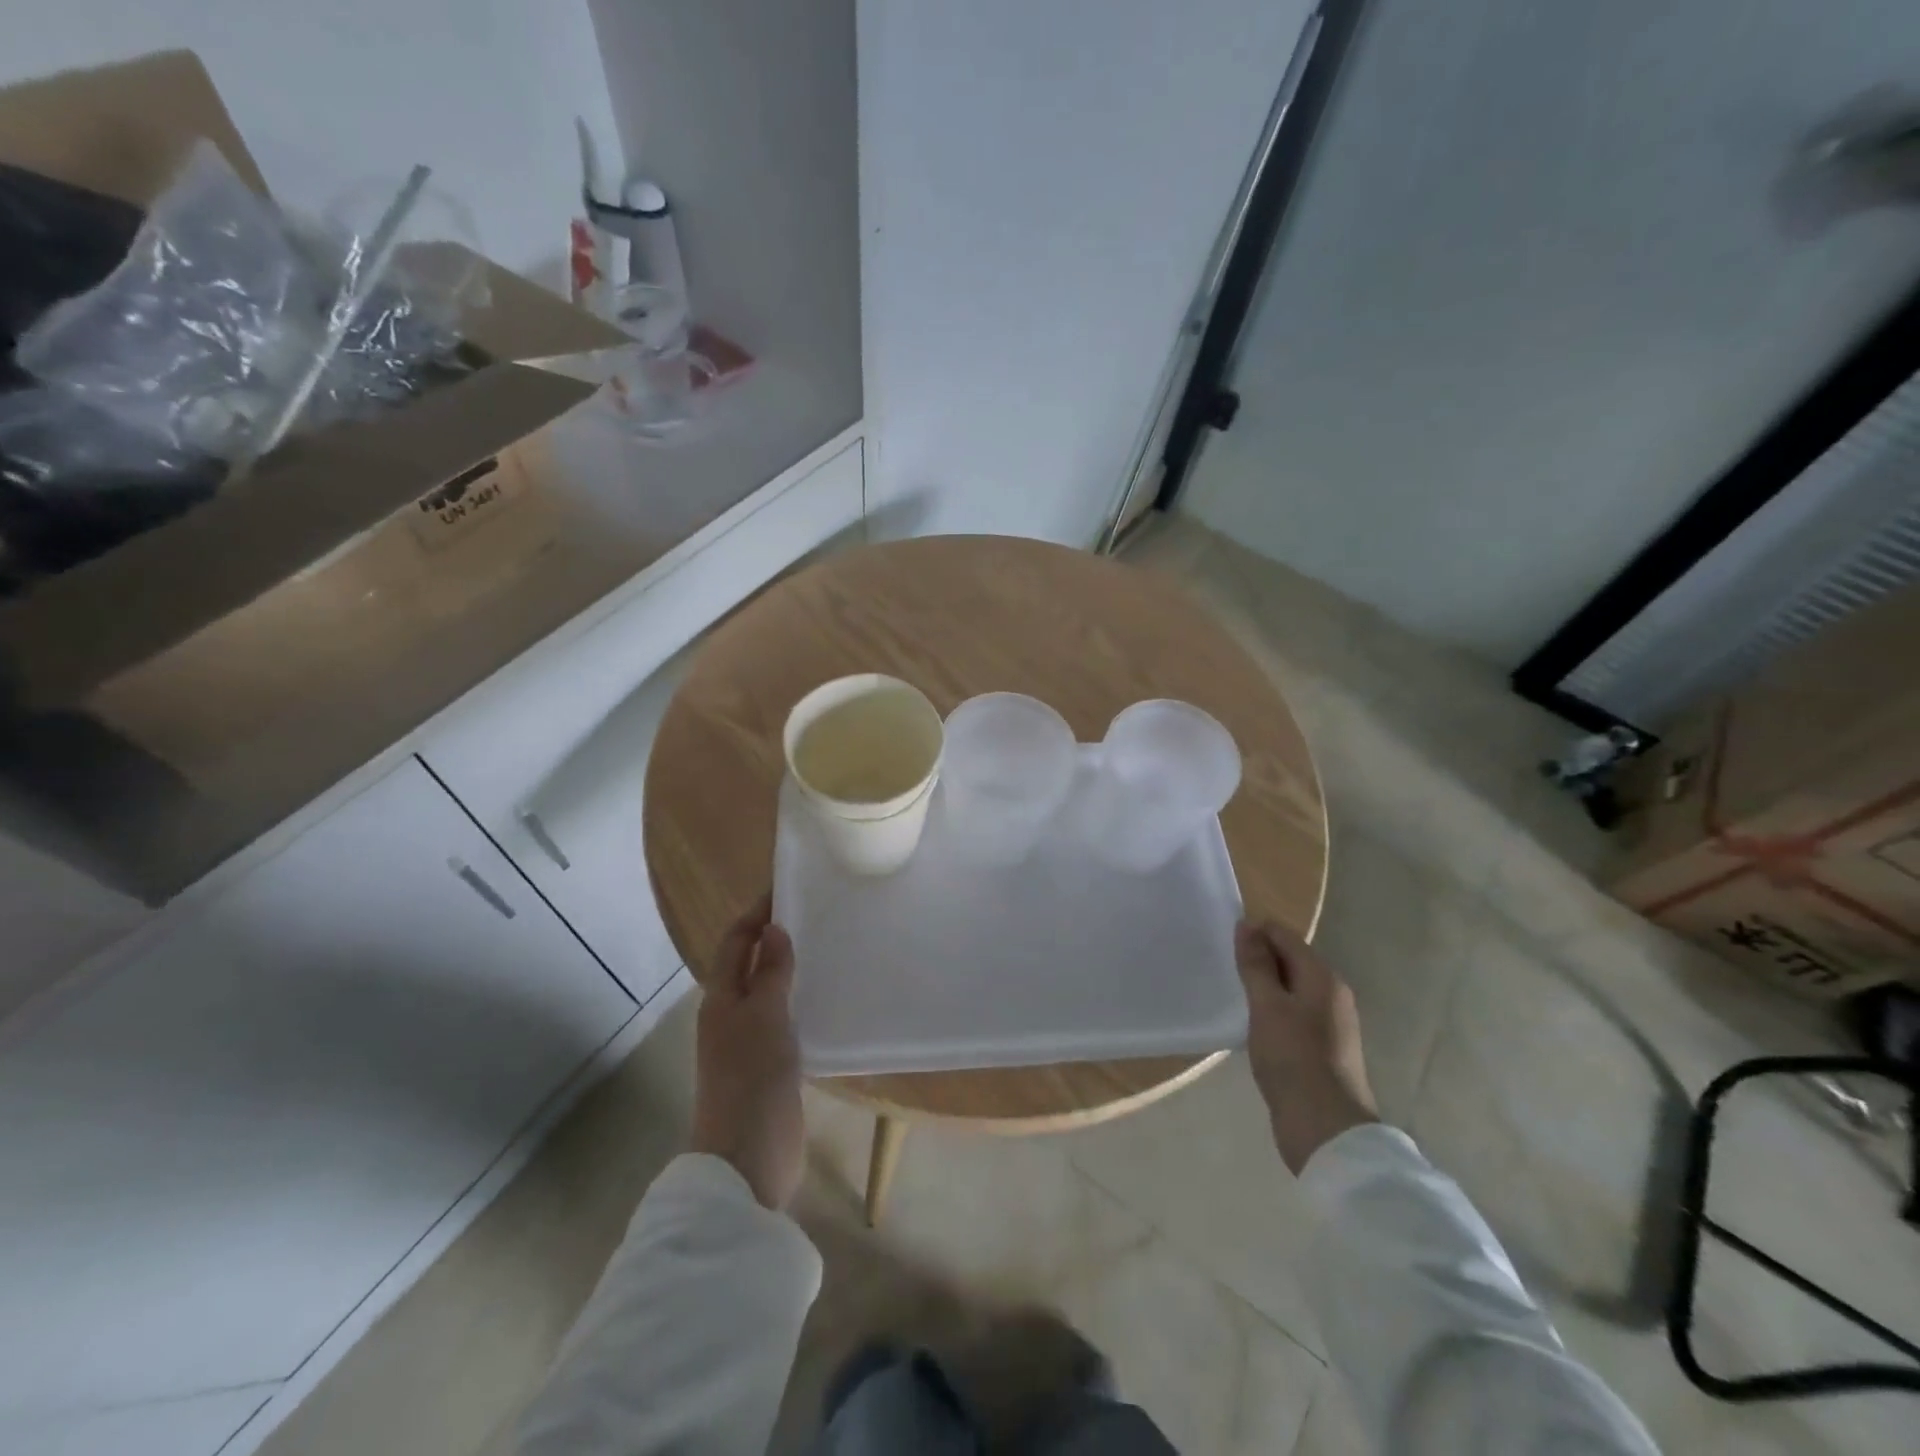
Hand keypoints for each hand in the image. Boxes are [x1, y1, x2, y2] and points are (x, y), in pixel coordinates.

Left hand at [690, 895, 804, 1209]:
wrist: (748, 1160)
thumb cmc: (753, 1080)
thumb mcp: (765, 1018)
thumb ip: (771, 973)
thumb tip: (773, 929)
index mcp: (721, 999)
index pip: (735, 942)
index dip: (756, 915)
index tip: (786, 889)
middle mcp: (729, 1015)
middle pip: (748, 964)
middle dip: (773, 937)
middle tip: (813, 914)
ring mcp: (747, 1042)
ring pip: (765, 991)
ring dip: (786, 968)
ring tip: (823, 948)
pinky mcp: (767, 1065)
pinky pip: (781, 1018)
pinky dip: (796, 999)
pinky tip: (822, 998)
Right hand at [1235, 919, 1379, 1174]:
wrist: (1325, 1128)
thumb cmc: (1293, 1058)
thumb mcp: (1267, 1006)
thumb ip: (1256, 964)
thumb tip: (1247, 925)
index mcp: (1323, 977)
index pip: (1284, 936)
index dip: (1254, 934)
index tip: (1223, 945)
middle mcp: (1332, 994)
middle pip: (1290, 960)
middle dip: (1257, 960)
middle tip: (1223, 969)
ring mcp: (1329, 1023)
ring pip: (1290, 989)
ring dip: (1263, 988)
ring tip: (1232, 996)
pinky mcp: (1322, 1048)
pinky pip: (1292, 1014)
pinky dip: (1272, 1011)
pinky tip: (1251, 1025)